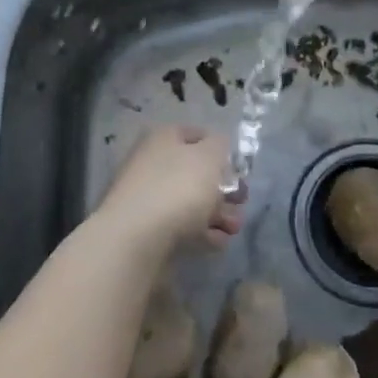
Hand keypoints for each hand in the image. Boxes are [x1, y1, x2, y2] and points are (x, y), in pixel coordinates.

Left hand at [93, 127, 244, 254]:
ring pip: (192, 202)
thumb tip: (217, 147)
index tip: (239, 169)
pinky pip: (183, 227)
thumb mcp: (209, 156)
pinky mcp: (150, 230)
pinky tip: (218, 242)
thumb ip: (220, 146)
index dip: (221, 149)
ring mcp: (149, 199)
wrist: (136, 239)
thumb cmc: (178, 188)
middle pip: (196, 173)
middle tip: (241, 202)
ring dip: (219, 214)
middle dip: (224, 189)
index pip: (197, 135)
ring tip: (234, 228)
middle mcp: (153, 164)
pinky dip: (203, 233)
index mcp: (163, 139)